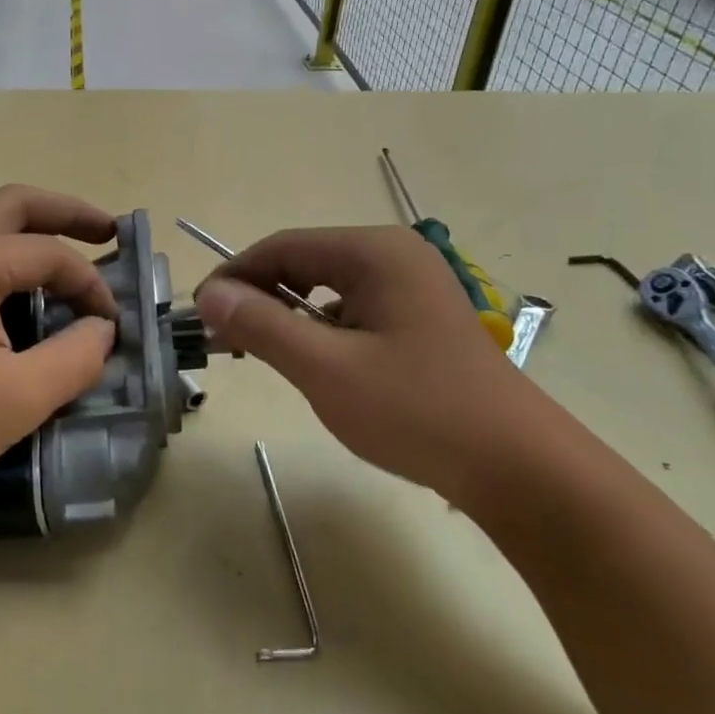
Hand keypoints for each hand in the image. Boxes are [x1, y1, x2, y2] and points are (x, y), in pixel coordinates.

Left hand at [0, 186, 118, 526]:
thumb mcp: (20, 397)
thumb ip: (76, 356)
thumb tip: (102, 328)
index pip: (48, 253)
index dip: (90, 283)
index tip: (112, 323)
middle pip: (13, 205)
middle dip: (66, 213)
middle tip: (109, 231)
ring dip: (30, 230)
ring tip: (70, 253)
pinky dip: (0, 254)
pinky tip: (20, 287)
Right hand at [196, 227, 536, 499]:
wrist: (516, 466)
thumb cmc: (416, 410)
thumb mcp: (325, 368)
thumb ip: (262, 325)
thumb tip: (209, 294)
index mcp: (374, 252)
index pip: (281, 246)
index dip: (233, 277)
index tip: (198, 314)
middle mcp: (394, 256)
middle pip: (304, 262)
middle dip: (258, 296)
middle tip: (222, 338)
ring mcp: (412, 287)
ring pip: (326, 288)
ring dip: (286, 315)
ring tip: (257, 353)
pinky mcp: (419, 319)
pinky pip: (351, 311)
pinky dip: (319, 331)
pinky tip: (310, 364)